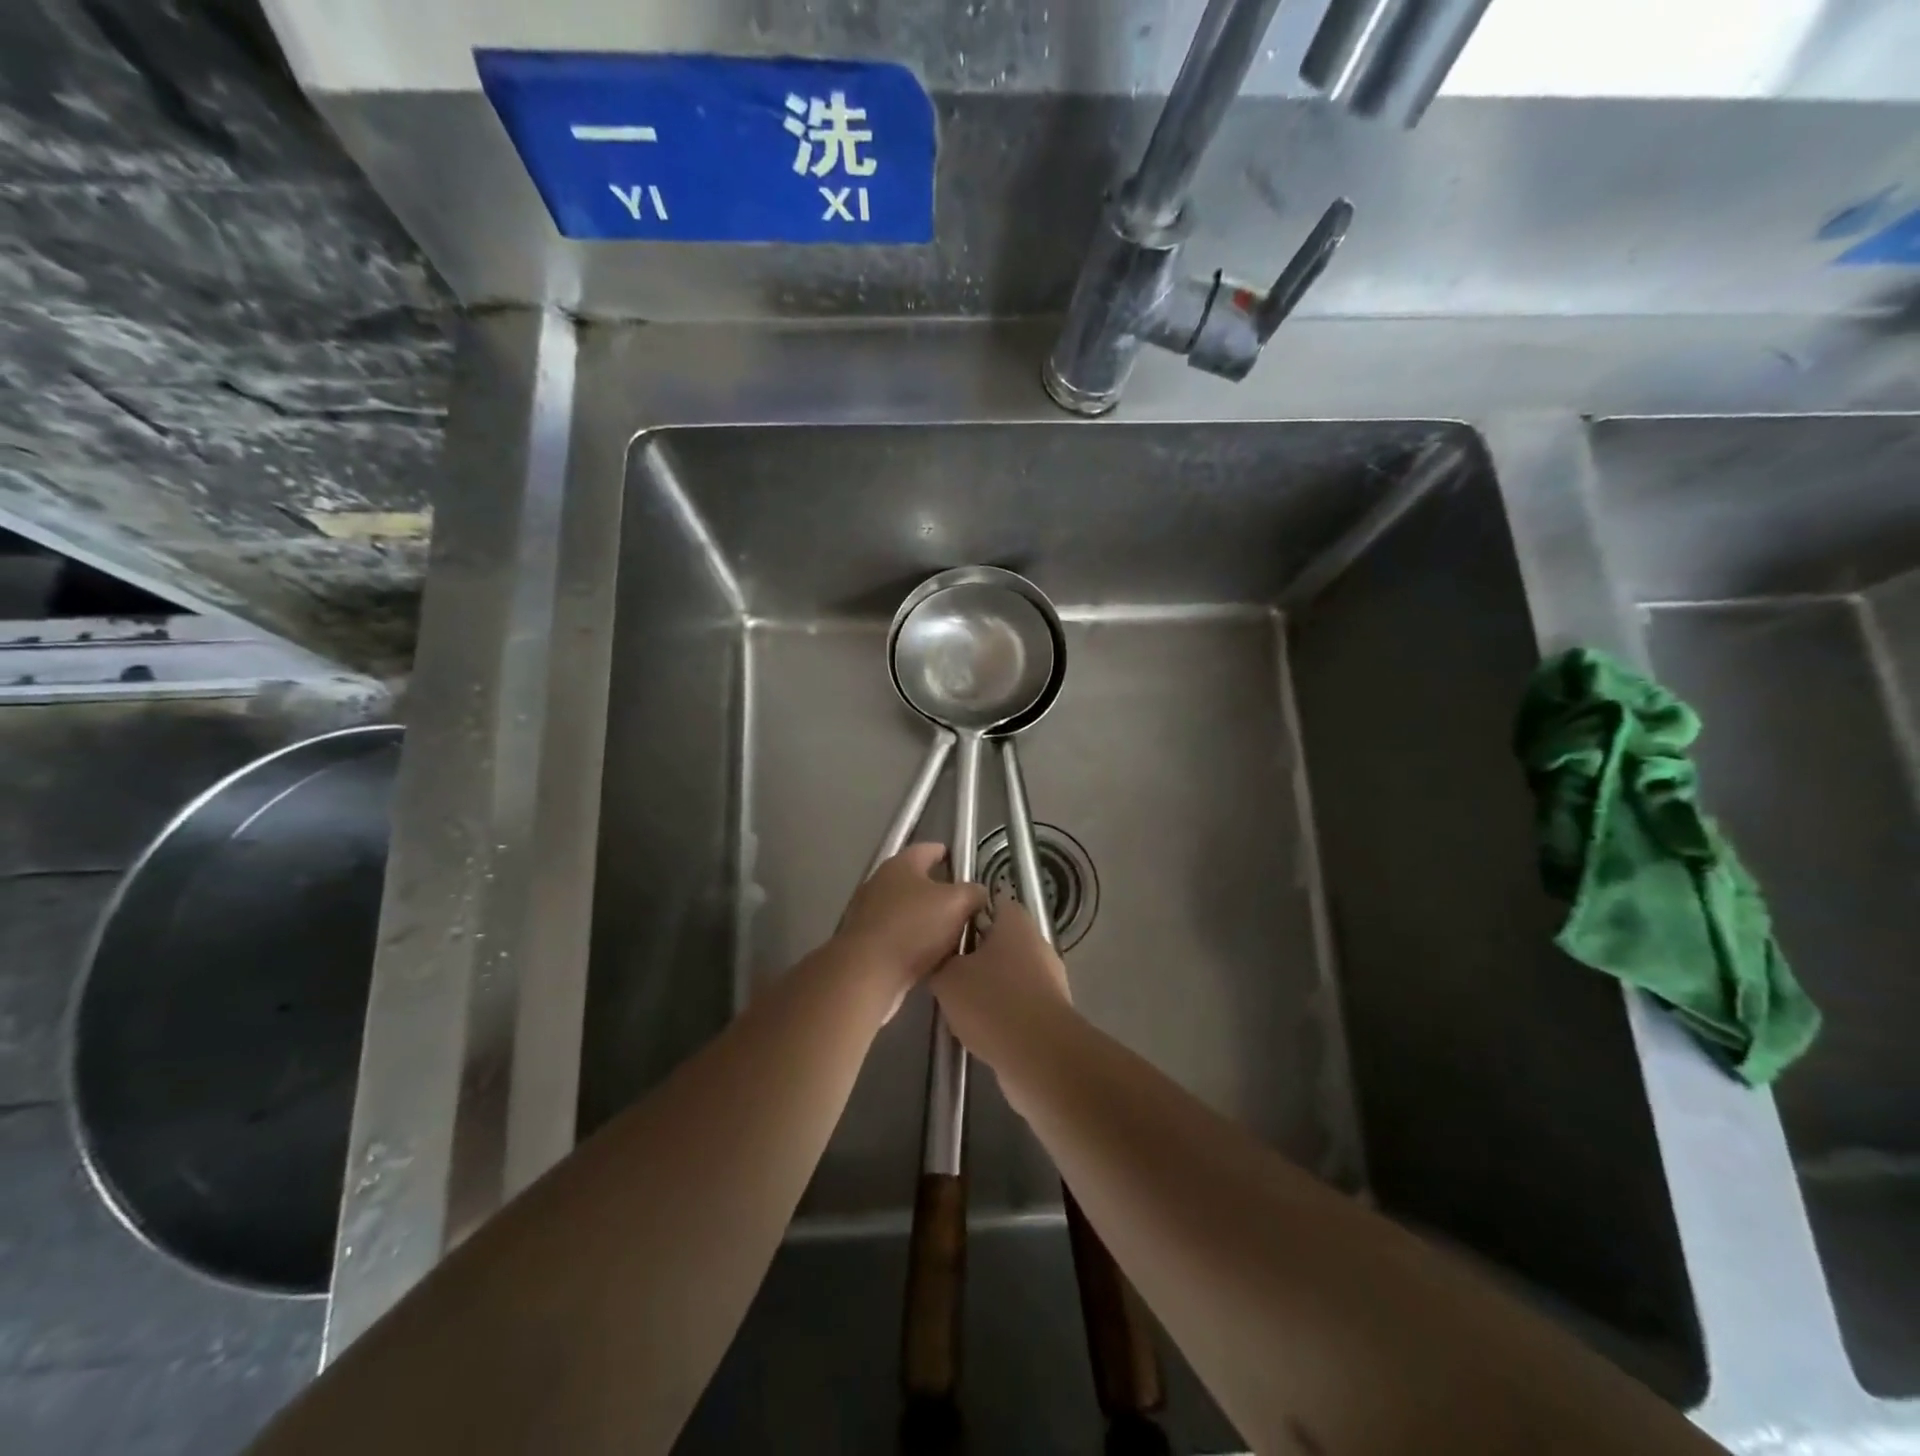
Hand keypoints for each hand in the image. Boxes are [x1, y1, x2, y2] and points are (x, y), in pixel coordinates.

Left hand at [836, 844, 987, 1016]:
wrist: (867, 973)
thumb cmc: (914, 927)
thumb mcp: (957, 904)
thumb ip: (973, 892)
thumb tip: (978, 892)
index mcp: (901, 864)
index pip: (929, 849)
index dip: (948, 854)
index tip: (964, 866)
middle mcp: (880, 882)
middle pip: (917, 881)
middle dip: (941, 893)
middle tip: (966, 908)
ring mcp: (868, 912)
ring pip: (907, 911)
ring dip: (927, 921)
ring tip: (952, 936)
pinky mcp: (864, 941)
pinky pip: (897, 936)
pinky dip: (913, 943)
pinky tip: (930, 958)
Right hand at [933, 899, 1071, 1018]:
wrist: (1039, 1055)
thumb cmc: (991, 1002)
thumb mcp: (948, 978)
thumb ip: (940, 960)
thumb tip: (941, 958)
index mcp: (1015, 922)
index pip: (990, 903)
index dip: (966, 914)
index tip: (945, 931)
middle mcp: (1037, 942)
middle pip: (1000, 940)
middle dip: (975, 954)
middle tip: (947, 970)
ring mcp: (1050, 977)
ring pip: (1010, 972)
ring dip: (989, 985)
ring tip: (960, 1004)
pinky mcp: (1053, 1009)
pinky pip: (1021, 1001)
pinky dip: (1003, 1011)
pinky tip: (982, 1029)